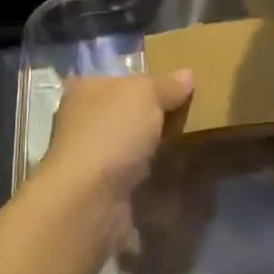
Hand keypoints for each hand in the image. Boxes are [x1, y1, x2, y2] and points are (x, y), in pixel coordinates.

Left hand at [40, 71, 193, 200]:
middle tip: (190, 116)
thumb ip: (166, 85)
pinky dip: (152, 178)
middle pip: (125, 113)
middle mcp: (81, 121)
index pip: (117, 78)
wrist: (89, 199)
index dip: (146, 80)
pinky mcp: (101, 190)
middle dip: (153, 117)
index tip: (177, 88)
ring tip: (191, 146)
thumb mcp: (145, 95)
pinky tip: (178, 176)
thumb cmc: (112, 132)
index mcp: (84, 90)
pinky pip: (134, 177)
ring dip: (154, 150)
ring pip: (129, 147)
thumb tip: (187, 74)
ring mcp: (90, 158)